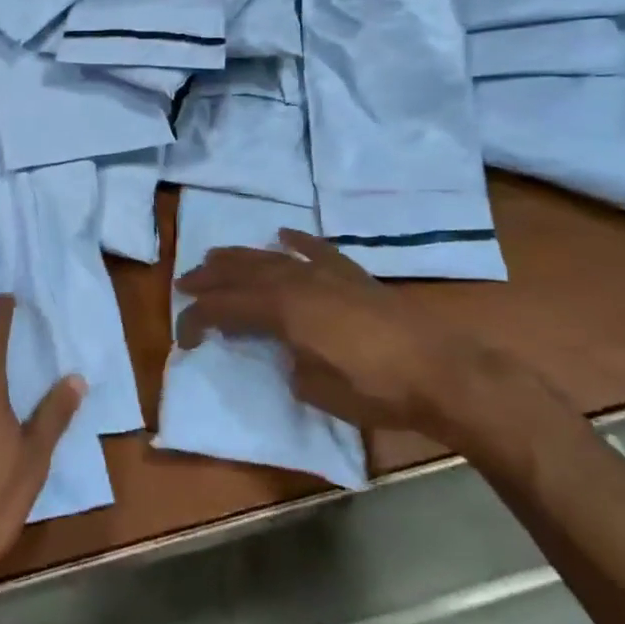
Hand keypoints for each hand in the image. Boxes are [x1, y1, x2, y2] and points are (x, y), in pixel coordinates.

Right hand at [175, 230, 519, 442]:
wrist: (440, 372)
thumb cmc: (374, 389)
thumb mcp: (315, 389)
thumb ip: (289, 364)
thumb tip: (287, 354)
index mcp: (282, 310)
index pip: (225, 308)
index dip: (198, 320)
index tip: (184, 338)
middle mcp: (297, 283)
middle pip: (241, 274)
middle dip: (210, 278)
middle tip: (185, 283)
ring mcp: (326, 275)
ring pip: (272, 258)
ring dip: (241, 257)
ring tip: (217, 256)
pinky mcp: (353, 276)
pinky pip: (317, 250)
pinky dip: (297, 241)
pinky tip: (283, 234)